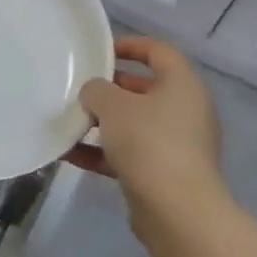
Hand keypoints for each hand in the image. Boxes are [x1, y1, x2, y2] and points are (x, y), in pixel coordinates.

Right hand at [69, 37, 226, 214]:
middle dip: (110, 89)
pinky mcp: (166, 174)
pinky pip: (131, 153)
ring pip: (135, 123)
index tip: (99, 51)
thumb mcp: (112, 105)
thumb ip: (97, 89)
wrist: (177, 211)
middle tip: (79, 88)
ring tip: (70, 121)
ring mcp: (178, 144)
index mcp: (183, 85)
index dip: (129, 45)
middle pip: (144, 88)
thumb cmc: (148, 142)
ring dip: (103, 123)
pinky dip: (104, 152)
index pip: (158, 51)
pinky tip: (70, 154)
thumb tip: (95, 94)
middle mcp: (186, 111)